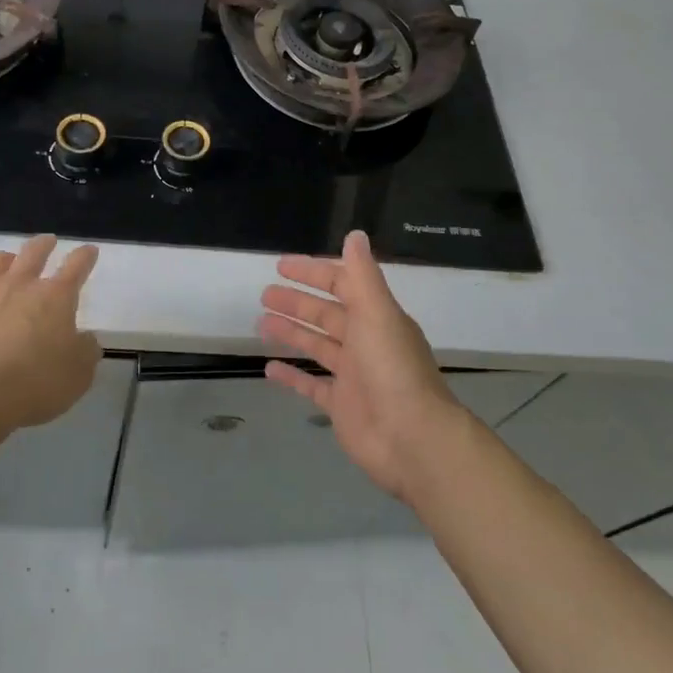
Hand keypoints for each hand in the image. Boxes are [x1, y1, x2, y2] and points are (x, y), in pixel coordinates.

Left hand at [0, 234, 100, 430]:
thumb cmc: (35, 383)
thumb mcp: (78, 375)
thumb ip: (85, 351)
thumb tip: (84, 340)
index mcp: (56, 296)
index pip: (77, 265)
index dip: (86, 256)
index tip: (89, 251)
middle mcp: (21, 285)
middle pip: (34, 251)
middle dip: (44, 245)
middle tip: (49, 242)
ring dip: (7, 260)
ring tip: (10, 264)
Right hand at [260, 230, 463, 500]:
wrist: (412, 438)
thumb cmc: (392, 369)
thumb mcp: (377, 313)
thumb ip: (362, 275)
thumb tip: (355, 235)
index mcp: (376, 317)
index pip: (342, 285)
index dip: (314, 273)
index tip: (282, 265)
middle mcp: (365, 342)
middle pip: (326, 315)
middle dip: (297, 302)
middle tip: (265, 294)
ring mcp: (353, 376)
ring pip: (317, 346)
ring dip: (291, 332)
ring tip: (261, 322)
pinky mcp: (341, 406)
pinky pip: (311, 386)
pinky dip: (292, 376)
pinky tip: (269, 368)